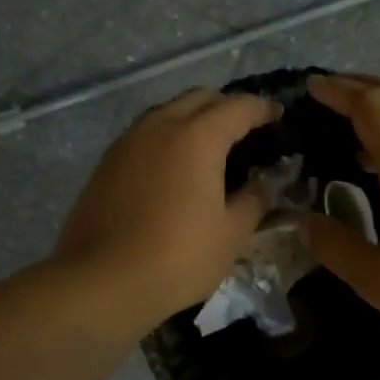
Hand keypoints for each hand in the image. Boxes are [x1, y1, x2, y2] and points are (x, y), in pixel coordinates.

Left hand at [54, 88, 282, 336]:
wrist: (101, 281)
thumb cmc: (177, 257)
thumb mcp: (231, 233)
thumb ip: (254, 199)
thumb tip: (267, 182)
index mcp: (197, 136)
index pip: (238, 107)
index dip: (263, 109)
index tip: (278, 117)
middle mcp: (161, 125)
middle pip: (200, 98)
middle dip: (227, 106)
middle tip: (246, 130)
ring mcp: (128, 141)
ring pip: (168, 111)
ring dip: (193, 117)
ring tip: (210, 146)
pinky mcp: (107, 161)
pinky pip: (145, 133)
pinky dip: (167, 136)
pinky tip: (174, 165)